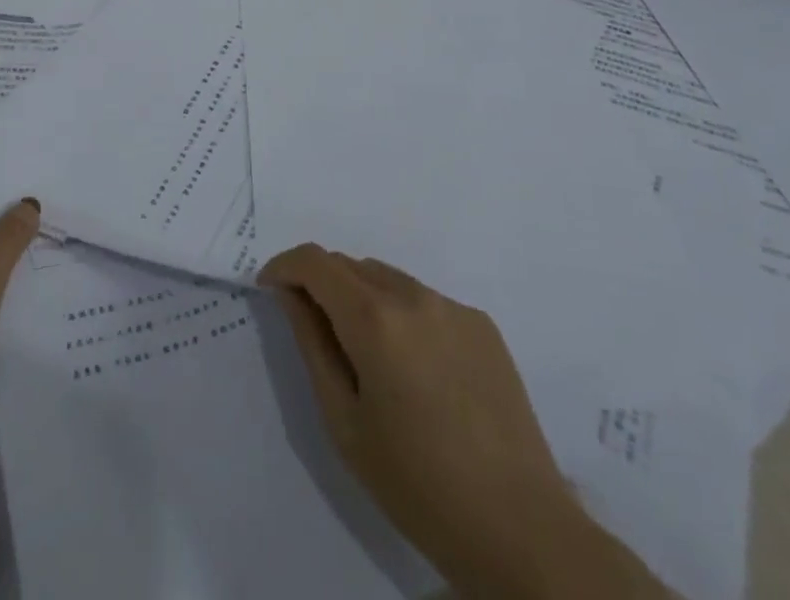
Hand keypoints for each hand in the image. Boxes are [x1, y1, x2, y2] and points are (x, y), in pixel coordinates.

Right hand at [258, 244, 665, 599]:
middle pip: (352, 266)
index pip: (317, 262)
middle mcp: (414, 295)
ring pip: (389, 279)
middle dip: (322, 284)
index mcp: (375, 318)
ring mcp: (453, 306)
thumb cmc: (416, 483)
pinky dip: (403, 315)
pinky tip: (417, 371)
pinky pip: (425, 301)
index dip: (285, 266)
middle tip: (314, 330)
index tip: (270, 288)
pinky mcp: (482, 324)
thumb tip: (291, 295)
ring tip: (368, 356)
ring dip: (363, 297)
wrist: (519, 526)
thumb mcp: (345, 422)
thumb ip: (313, 344)